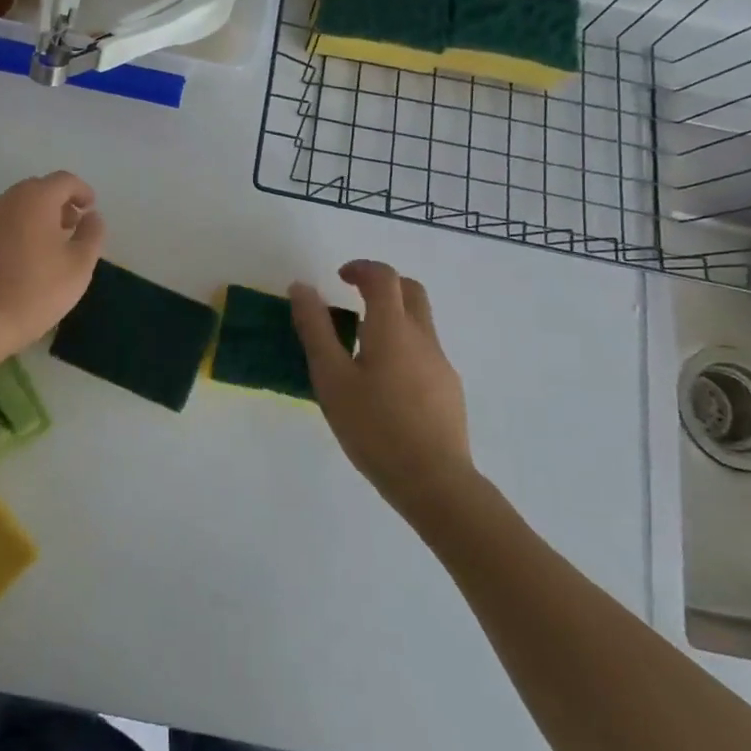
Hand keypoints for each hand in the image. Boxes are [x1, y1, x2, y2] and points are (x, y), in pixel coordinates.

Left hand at [0, 171, 105, 357]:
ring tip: (47, 245)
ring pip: (14, 208)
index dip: (81, 191)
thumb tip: (92, 216)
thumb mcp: (80, 265)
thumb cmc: (37, 291)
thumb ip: (92, 234)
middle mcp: (5, 202)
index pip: (63, 180)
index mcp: (35, 200)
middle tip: (72, 226)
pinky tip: (18, 261)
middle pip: (36, 190)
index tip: (90, 208)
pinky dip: (13, 233)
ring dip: (34, 217)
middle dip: (57, 203)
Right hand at [290, 260, 474, 506]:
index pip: (384, 277)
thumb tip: (302, 287)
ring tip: (359, 348)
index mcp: (392, 328)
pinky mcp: (449, 390)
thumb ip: (315, 329)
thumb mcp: (331, 377)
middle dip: (383, 285)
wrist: (434, 482)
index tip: (339, 278)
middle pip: (411, 291)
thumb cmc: (374, 427)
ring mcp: (440, 364)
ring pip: (419, 323)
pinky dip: (402, 347)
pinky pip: (424, 352)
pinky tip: (383, 385)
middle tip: (353, 299)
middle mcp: (423, 338)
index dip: (361, 268)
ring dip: (391, 318)